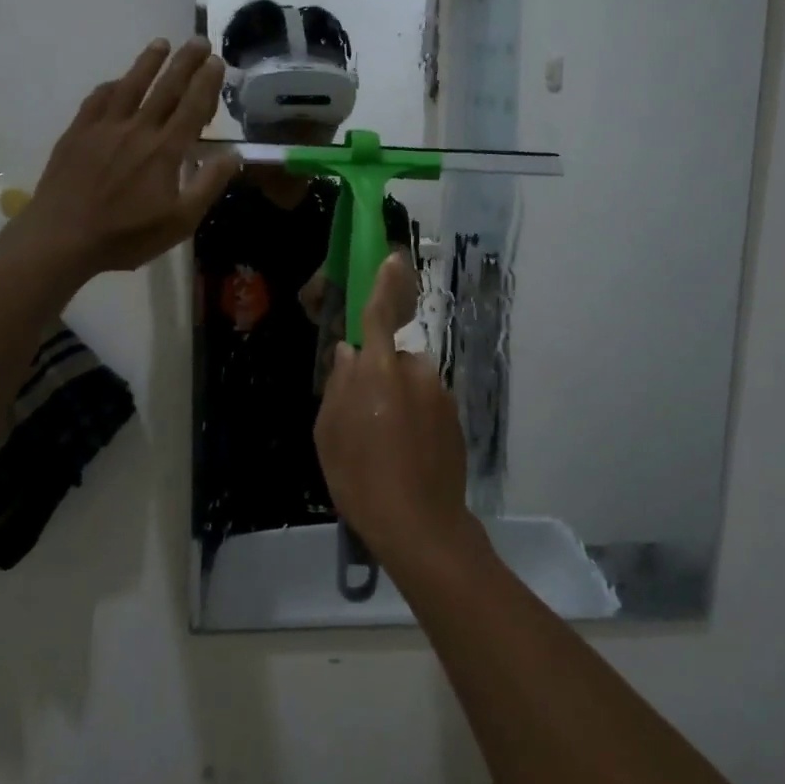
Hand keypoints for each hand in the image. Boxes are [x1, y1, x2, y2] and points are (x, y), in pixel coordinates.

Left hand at [1, 38, 238, 280]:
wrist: (62, 237)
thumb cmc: (127, 235)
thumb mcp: (180, 221)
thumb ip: (208, 185)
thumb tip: (234, 155)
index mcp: (165, 150)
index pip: (192, 107)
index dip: (207, 82)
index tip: (217, 60)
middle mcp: (138, 129)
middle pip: (166, 88)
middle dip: (185, 62)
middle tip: (198, 40)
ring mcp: (104, 128)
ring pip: (131, 85)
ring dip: (148, 62)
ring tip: (162, 43)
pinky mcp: (78, 133)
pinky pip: (98, 99)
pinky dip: (112, 86)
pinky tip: (117, 81)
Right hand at [313, 253, 476, 570]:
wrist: (421, 526)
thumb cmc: (361, 478)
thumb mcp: (329, 433)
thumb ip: (338, 385)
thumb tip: (347, 353)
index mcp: (379, 370)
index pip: (380, 314)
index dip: (384, 284)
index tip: (391, 258)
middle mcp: (416, 372)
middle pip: (393, 358)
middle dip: (379, 376)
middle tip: (363, 418)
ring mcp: (440, 395)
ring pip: (410, 383)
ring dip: (397, 400)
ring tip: (385, 444)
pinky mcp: (455, 418)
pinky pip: (427, 404)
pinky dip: (414, 418)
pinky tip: (405, 454)